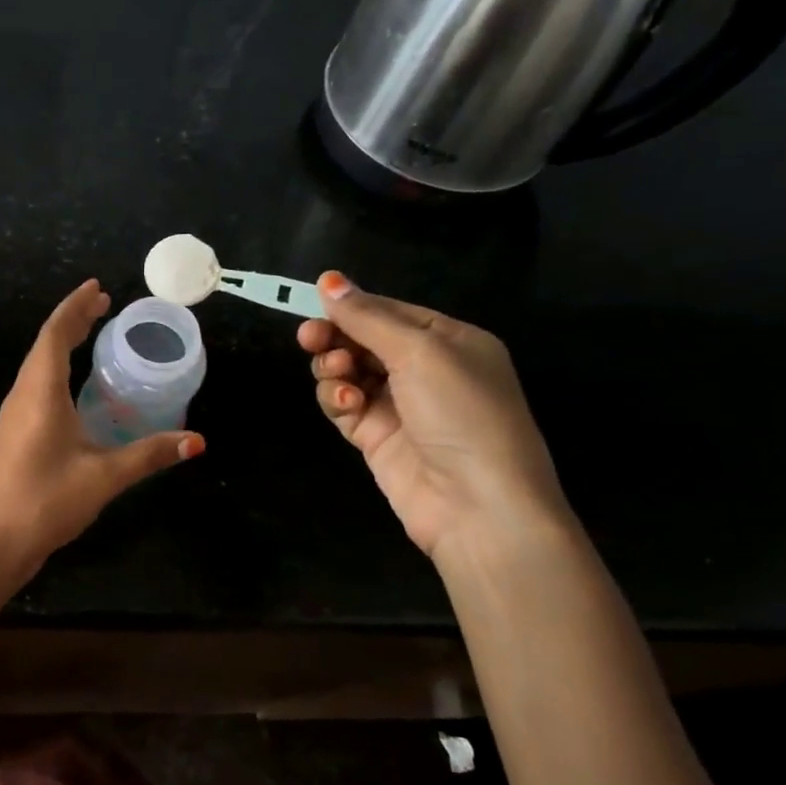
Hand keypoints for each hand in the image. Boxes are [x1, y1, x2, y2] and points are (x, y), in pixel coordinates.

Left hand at [0, 280, 203, 573]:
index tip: (98, 288)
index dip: (76, 307)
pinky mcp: (14, 433)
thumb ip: (149, 455)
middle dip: (73, 320)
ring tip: (90, 332)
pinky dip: (56, 368)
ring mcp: (14, 415)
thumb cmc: (46, 502)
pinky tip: (73, 384)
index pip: (55, 334)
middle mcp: (22, 395)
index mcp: (39, 392)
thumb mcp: (103, 477)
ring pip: (38, 365)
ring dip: (62, 343)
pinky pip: (36, 385)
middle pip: (45, 344)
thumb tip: (196, 441)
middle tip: (103, 304)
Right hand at [298, 272, 568, 558]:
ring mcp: (398, 405)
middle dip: (335, 337)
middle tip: (309, 338)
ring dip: (334, 367)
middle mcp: (424, 370)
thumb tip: (328, 280)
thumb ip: (369, 317)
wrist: (476, 504)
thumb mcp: (420, 352)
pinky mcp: (375, 437)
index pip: (389, 312)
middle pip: (363, 340)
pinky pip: (343, 405)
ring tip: (338, 375)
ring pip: (347, 371)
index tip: (313, 302)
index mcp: (448, 341)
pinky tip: (345, 402)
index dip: (352, 306)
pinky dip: (337, 398)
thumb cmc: (461, 413)